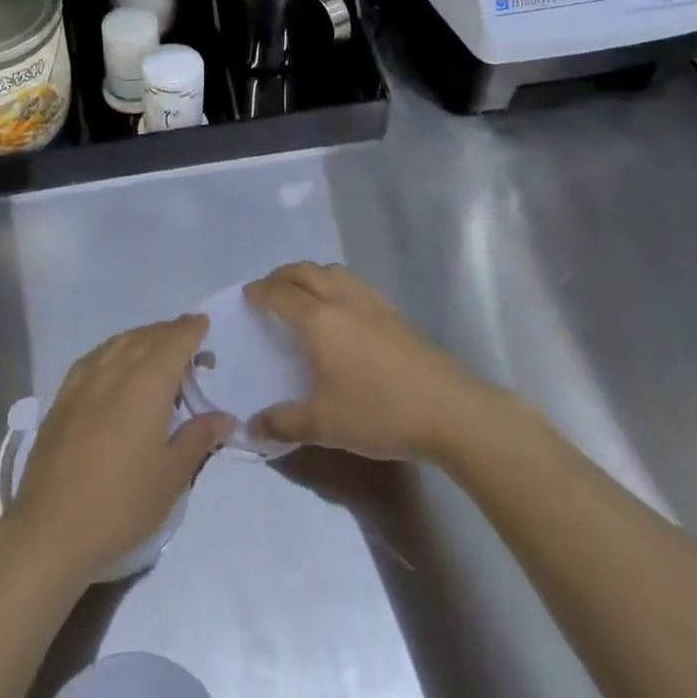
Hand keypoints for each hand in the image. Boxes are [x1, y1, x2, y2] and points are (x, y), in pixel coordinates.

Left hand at [8, 315, 231, 583]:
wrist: (51, 529)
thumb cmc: (121, 504)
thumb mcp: (171, 477)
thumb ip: (198, 438)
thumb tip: (224, 416)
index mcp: (148, 383)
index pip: (175, 341)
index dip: (191, 329)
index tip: (204, 324)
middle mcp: (116, 369)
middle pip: (148, 336)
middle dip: (171, 333)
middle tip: (189, 342)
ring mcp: (85, 379)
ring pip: (120, 342)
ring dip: (143, 338)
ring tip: (157, 349)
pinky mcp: (63, 396)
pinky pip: (96, 356)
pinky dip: (115, 350)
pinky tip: (116, 365)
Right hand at [245, 263, 487, 464]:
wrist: (449, 410)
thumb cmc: (380, 413)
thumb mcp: (325, 425)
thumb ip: (285, 423)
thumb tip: (252, 426)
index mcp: (319, 320)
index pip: (281, 294)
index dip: (260, 292)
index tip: (247, 295)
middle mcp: (341, 300)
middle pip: (305, 271)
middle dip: (282, 275)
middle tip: (268, 290)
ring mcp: (371, 302)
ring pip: (332, 271)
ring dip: (310, 274)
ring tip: (301, 293)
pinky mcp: (393, 311)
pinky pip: (353, 282)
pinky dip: (334, 283)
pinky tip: (340, 308)